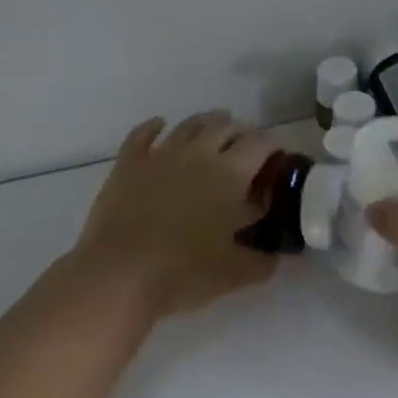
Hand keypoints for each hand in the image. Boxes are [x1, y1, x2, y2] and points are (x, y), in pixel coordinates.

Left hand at [72, 111, 280, 322]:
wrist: (119, 275)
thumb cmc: (184, 273)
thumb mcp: (235, 273)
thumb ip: (262, 261)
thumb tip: (275, 254)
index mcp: (230, 174)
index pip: (260, 144)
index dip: (273, 147)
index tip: (278, 159)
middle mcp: (199, 153)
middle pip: (226, 126)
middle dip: (242, 132)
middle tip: (247, 149)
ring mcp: (160, 154)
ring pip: (189, 125)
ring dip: (206, 122)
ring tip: (215, 128)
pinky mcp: (128, 164)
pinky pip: (143, 134)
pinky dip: (154, 126)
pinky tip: (160, 125)